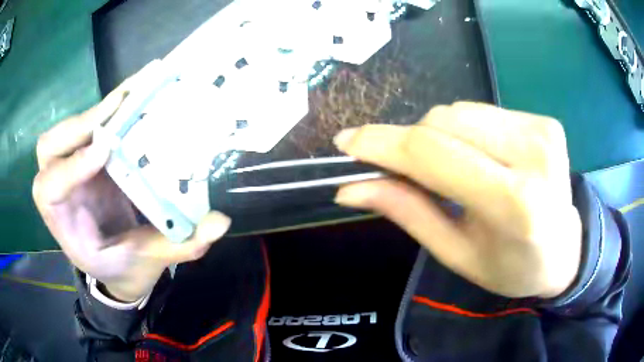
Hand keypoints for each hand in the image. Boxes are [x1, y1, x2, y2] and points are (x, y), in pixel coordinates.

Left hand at [33, 68, 230, 301]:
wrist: (119, 266)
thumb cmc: (125, 268)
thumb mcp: (147, 262)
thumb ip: (178, 246)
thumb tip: (220, 223)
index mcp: (65, 226)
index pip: (49, 190)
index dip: (70, 167)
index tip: (106, 150)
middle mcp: (62, 192)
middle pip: (49, 148)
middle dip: (78, 126)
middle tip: (117, 110)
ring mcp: (73, 170)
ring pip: (67, 131)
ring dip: (96, 111)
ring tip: (132, 94)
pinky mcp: (88, 157)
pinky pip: (90, 127)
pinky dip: (109, 109)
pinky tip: (135, 94)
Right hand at [334, 102, 580, 298]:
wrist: (564, 251)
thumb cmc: (511, 266)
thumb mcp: (456, 254)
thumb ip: (407, 212)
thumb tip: (350, 187)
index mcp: (514, 204)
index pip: (433, 154)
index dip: (382, 144)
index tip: (346, 143)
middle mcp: (533, 156)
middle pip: (443, 122)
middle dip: (412, 143)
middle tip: (405, 172)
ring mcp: (542, 131)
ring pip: (460, 111)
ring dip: (440, 136)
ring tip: (453, 170)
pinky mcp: (544, 121)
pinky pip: (483, 112)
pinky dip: (466, 131)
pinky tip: (480, 157)